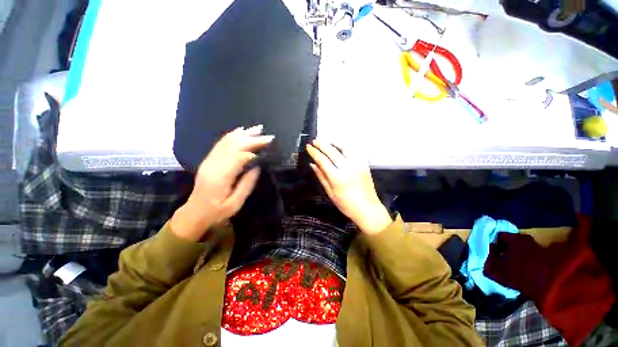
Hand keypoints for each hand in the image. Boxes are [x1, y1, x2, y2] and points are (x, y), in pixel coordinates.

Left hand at [171, 125, 273, 240]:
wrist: (194, 212)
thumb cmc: (217, 211)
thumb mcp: (235, 203)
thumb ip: (247, 184)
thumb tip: (258, 167)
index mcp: (221, 177)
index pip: (239, 156)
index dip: (254, 148)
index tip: (268, 144)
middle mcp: (214, 164)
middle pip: (234, 145)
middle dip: (252, 139)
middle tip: (268, 135)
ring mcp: (210, 160)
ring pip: (227, 142)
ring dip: (244, 134)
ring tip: (258, 129)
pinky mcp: (209, 160)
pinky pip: (221, 143)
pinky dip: (232, 135)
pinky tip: (240, 131)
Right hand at [306, 140, 391, 234]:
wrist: (368, 209)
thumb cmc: (347, 205)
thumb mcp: (331, 193)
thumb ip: (321, 177)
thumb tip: (313, 164)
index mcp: (338, 178)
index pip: (323, 160)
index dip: (314, 152)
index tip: (309, 147)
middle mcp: (348, 168)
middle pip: (332, 151)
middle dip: (321, 144)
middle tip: (314, 141)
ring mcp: (358, 164)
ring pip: (344, 147)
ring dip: (333, 142)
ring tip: (326, 141)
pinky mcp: (364, 163)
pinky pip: (354, 150)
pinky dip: (345, 146)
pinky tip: (339, 146)